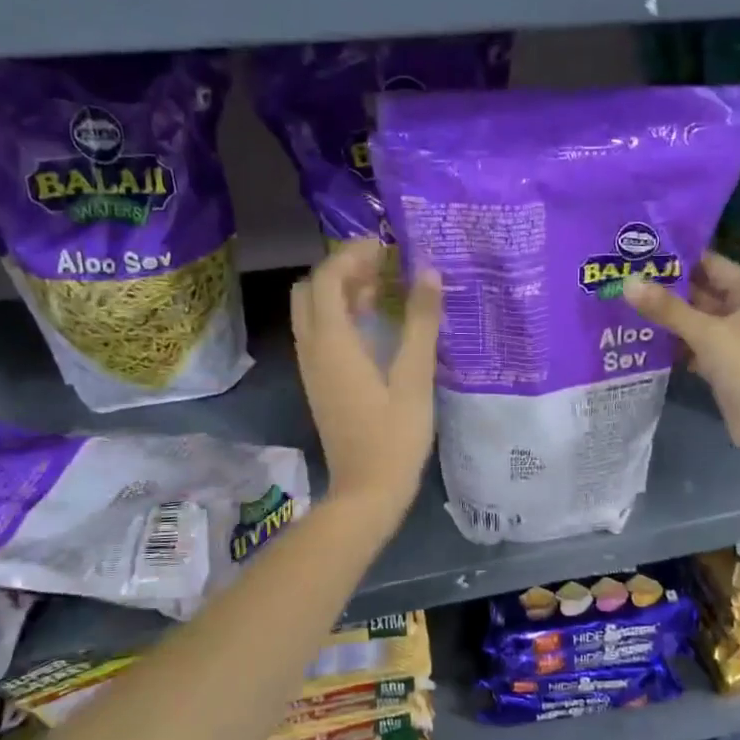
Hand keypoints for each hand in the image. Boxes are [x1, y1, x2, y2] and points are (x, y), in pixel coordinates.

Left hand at [292, 240, 441, 525]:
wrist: (366, 492)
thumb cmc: (394, 436)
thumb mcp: (414, 377)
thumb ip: (420, 322)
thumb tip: (427, 271)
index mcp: (332, 342)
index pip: (328, 277)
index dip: (353, 254)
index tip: (386, 247)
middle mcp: (312, 349)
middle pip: (311, 289)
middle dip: (341, 269)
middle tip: (381, 267)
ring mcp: (311, 368)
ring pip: (312, 312)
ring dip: (340, 292)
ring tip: (381, 289)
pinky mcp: (318, 383)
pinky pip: (319, 333)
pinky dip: (339, 316)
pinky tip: (372, 325)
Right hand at [625, 251, 739, 457]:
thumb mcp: (707, 333)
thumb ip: (667, 309)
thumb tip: (628, 282)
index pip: (710, 263)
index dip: (679, 256)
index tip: (641, 250)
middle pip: (698, 291)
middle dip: (665, 286)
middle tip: (624, 275)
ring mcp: (729, 339)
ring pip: (691, 319)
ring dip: (664, 315)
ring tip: (624, 302)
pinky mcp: (718, 364)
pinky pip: (690, 344)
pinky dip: (670, 341)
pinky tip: (640, 336)